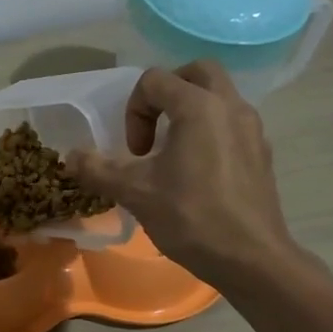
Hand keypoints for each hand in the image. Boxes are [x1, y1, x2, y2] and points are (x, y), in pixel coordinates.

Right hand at [66, 62, 300, 282]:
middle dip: (167, 93)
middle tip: (152, 128)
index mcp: (199, 107)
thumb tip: (70, 157)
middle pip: (197, 73)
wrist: (251, 259)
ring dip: (190, 112)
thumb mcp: (135, 193)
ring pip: (219, 97)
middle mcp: (231, 107)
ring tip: (172, 153)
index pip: (155, 81)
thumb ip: (98, 169)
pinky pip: (232, 125)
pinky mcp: (262, 154)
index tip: (134, 152)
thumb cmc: (192, 217)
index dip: (134, 111)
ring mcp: (252, 130)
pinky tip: (197, 174)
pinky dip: (210, 133)